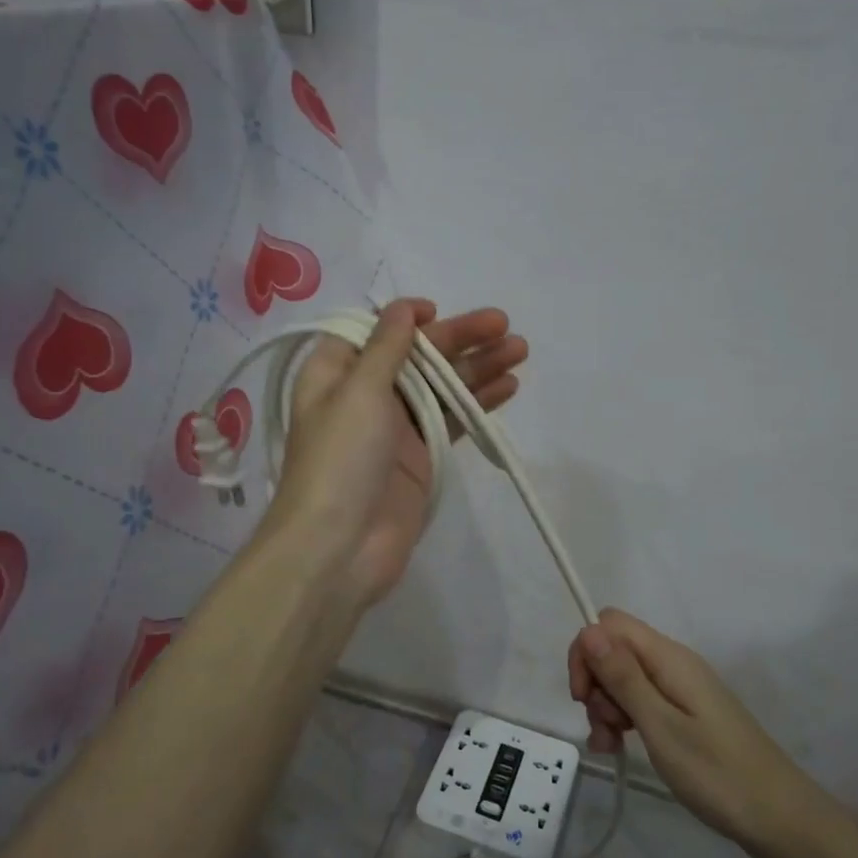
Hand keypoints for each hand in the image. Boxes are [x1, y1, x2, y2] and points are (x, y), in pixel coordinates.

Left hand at [268, 298, 528, 612]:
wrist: (339, 548)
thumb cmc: (340, 460)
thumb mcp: (357, 391)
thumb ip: (386, 349)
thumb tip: (403, 309)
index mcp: (336, 374)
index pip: (375, 333)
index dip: (407, 320)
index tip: (437, 313)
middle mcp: (365, 396)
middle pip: (417, 357)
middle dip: (459, 339)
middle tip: (505, 326)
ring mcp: (396, 429)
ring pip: (441, 387)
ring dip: (478, 367)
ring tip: (521, 350)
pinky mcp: (421, 458)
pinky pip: (453, 420)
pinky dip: (478, 403)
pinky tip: (509, 386)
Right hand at [567, 609, 817, 856]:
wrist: (779, 818)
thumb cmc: (717, 773)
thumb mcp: (661, 726)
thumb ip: (623, 677)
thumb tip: (588, 630)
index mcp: (669, 657)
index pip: (609, 624)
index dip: (587, 652)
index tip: (583, 697)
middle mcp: (673, 662)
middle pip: (614, 649)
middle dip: (596, 684)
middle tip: (604, 728)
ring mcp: (680, 687)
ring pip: (624, 677)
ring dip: (607, 706)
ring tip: (611, 747)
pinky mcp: (684, 711)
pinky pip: (641, 699)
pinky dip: (624, 719)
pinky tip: (619, 748)